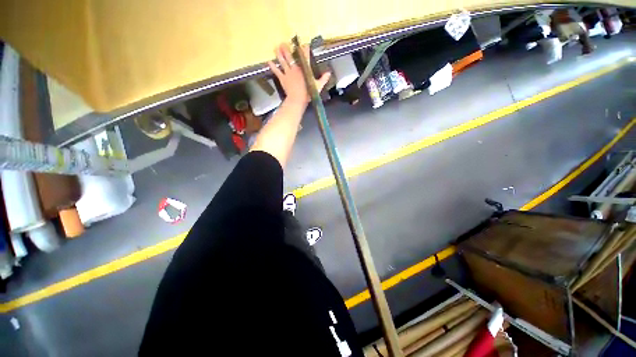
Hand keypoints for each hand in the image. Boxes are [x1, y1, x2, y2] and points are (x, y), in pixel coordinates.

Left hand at [267, 44, 330, 104]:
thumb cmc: (308, 93)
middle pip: (290, 56)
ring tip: (276, 47)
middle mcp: (295, 68)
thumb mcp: (318, 86)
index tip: (304, 45)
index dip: (305, 50)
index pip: (305, 57)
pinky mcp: (282, 78)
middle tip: (283, 43)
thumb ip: (323, 79)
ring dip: (279, 53)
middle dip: (287, 49)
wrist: (298, 99)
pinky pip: (277, 71)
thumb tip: (329, 73)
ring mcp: (288, 73)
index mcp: (304, 69)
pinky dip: (273, 66)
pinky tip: (269, 61)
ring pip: (282, 61)